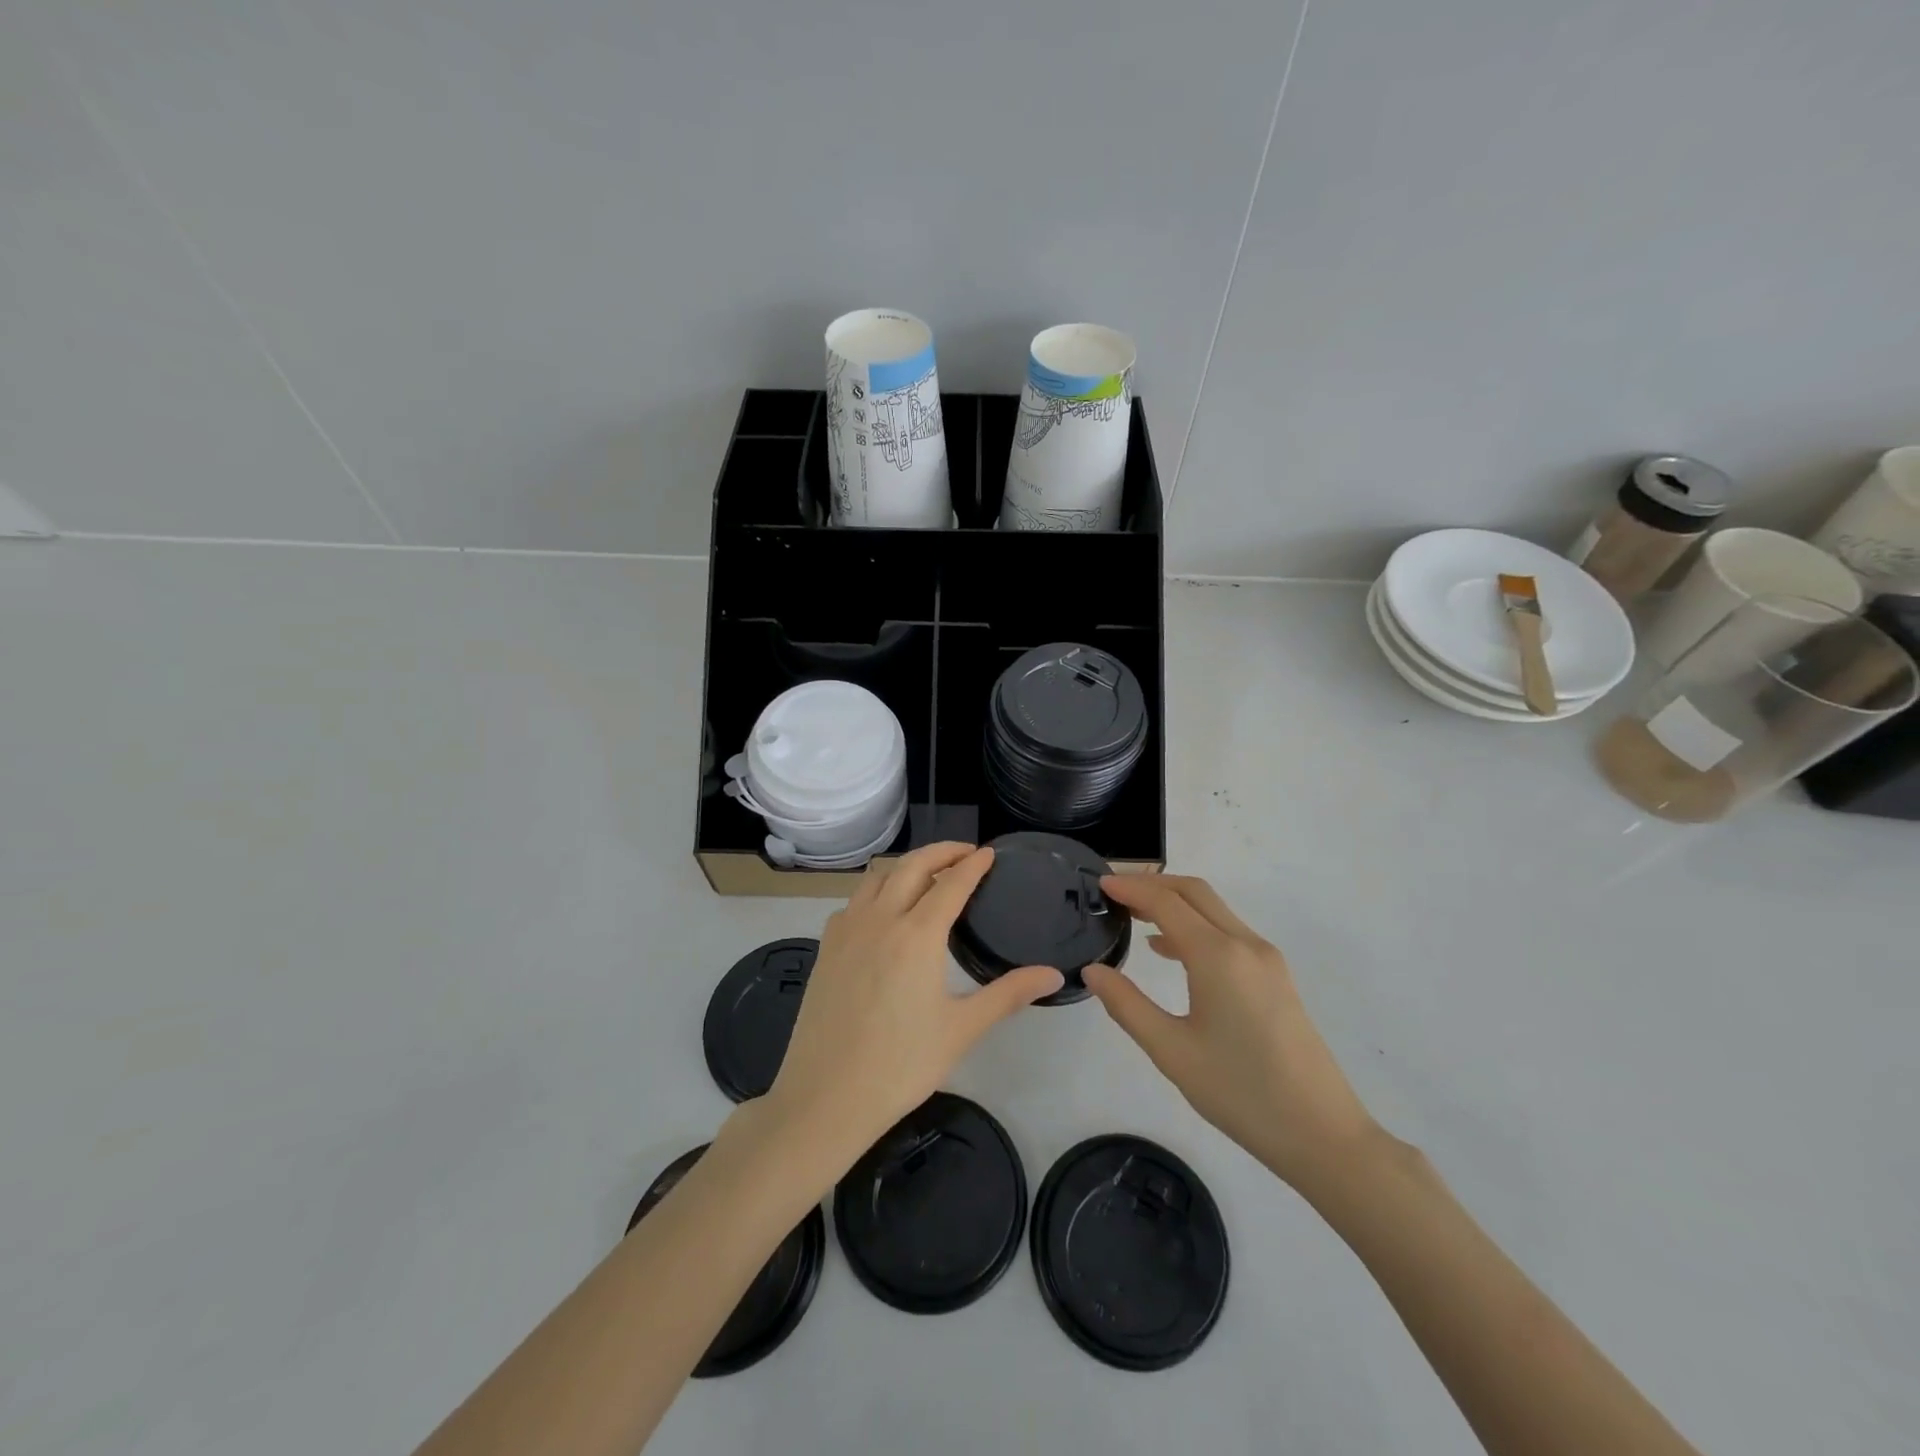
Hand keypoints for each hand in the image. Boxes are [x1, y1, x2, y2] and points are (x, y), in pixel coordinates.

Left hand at [764, 843, 1063, 1167]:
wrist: (825, 1097)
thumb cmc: (900, 1065)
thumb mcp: (962, 1029)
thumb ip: (1008, 994)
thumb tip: (1053, 974)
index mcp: (917, 935)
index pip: (951, 883)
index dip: (972, 864)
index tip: (988, 853)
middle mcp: (880, 919)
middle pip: (911, 866)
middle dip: (941, 852)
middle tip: (965, 853)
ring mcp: (846, 930)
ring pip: (877, 877)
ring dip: (906, 866)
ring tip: (928, 875)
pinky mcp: (825, 947)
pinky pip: (854, 901)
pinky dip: (876, 890)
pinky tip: (885, 912)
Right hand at [1082, 874, 1376, 1190]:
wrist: (1323, 1134)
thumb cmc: (1240, 1093)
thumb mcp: (1171, 1051)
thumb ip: (1127, 1005)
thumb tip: (1093, 971)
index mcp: (1218, 956)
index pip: (1166, 903)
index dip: (1131, 888)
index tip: (1100, 883)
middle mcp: (1245, 945)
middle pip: (1194, 893)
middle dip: (1152, 884)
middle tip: (1114, 892)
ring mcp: (1267, 960)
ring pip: (1214, 911)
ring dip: (1174, 904)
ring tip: (1134, 916)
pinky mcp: (1276, 977)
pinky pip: (1228, 933)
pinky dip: (1194, 927)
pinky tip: (1170, 952)